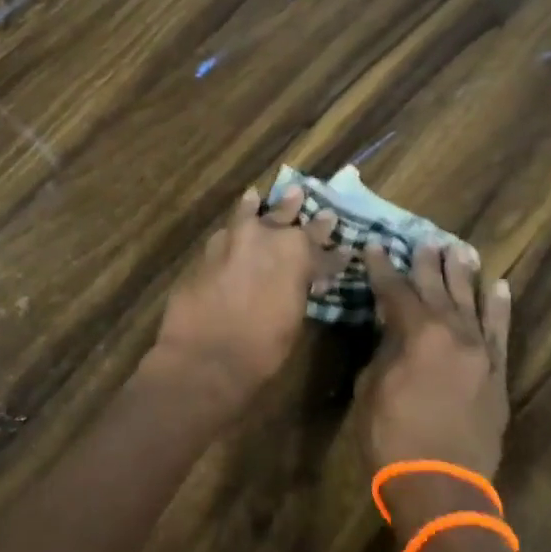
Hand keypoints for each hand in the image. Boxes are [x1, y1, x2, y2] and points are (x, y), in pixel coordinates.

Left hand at [150, 185, 346, 403]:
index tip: (345, 248)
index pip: (322, 249)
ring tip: (257, 196)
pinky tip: (231, 226)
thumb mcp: (293, 319)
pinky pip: (224, 234)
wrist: (205, 356)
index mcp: (297, 254)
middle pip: (285, 218)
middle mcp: (265, 237)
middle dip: (295, 209)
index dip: (334, 253)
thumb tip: (304, 281)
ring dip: (256, 207)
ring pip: (248, 215)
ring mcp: (231, 241)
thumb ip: (298, 290)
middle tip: (300, 195)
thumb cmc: (261, 348)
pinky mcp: (205, 253)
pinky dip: (231, 229)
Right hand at [351, 241, 512, 521]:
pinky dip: (499, 308)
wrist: (441, 486)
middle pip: (437, 290)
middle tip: (424, 240)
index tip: (376, 247)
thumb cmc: (392, 436)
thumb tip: (393, 329)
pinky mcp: (497, 374)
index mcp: (417, 334)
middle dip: (427, 264)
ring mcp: (481, 353)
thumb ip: (385, 349)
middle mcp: (453, 334)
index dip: (383, 268)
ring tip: (459, 249)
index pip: (396, 291)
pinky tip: (499, 286)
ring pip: (472, 303)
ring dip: (463, 275)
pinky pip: (500, 333)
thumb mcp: (371, 387)